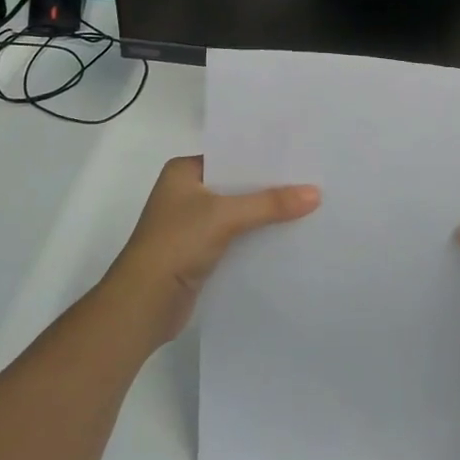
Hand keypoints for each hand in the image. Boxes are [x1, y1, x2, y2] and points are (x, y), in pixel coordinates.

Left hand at [102, 156, 319, 344]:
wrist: (144, 304)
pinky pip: (236, 238)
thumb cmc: (176, 244)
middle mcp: (186, 193)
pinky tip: (287, 238)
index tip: (299, 155)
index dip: (262, 157)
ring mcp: (192, 225)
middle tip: (311, 180)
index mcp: (183, 172)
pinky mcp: (200, 253)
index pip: (230, 156)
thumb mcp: (224, 216)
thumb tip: (315, 193)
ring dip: (264, 214)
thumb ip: (270, 203)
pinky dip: (256, 238)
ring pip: (238, 213)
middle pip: (236, 185)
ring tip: (308, 207)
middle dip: (268, 187)